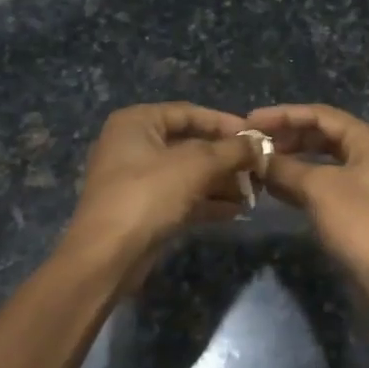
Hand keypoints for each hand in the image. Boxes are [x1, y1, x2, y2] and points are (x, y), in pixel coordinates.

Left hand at [65, 103, 261, 280]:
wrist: (108, 255)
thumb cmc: (149, 194)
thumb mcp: (196, 165)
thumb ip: (231, 150)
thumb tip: (260, 145)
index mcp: (137, 123)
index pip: (189, 113)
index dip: (225, 123)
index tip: (256, 137)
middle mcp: (134, 145)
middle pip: (190, 144)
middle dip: (226, 158)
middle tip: (259, 168)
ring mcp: (137, 180)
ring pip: (188, 174)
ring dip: (221, 182)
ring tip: (254, 192)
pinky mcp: (143, 210)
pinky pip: (182, 198)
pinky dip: (207, 202)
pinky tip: (237, 211)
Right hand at [243, 104, 368, 288]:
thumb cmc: (360, 223)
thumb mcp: (318, 189)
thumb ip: (285, 168)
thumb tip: (257, 158)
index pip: (321, 115)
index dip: (284, 114)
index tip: (250, 121)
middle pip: (323, 136)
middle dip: (287, 138)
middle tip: (253, 144)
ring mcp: (367, 185)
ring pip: (323, 163)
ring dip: (292, 162)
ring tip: (259, 165)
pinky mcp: (360, 210)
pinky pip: (325, 186)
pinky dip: (301, 184)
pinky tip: (275, 189)